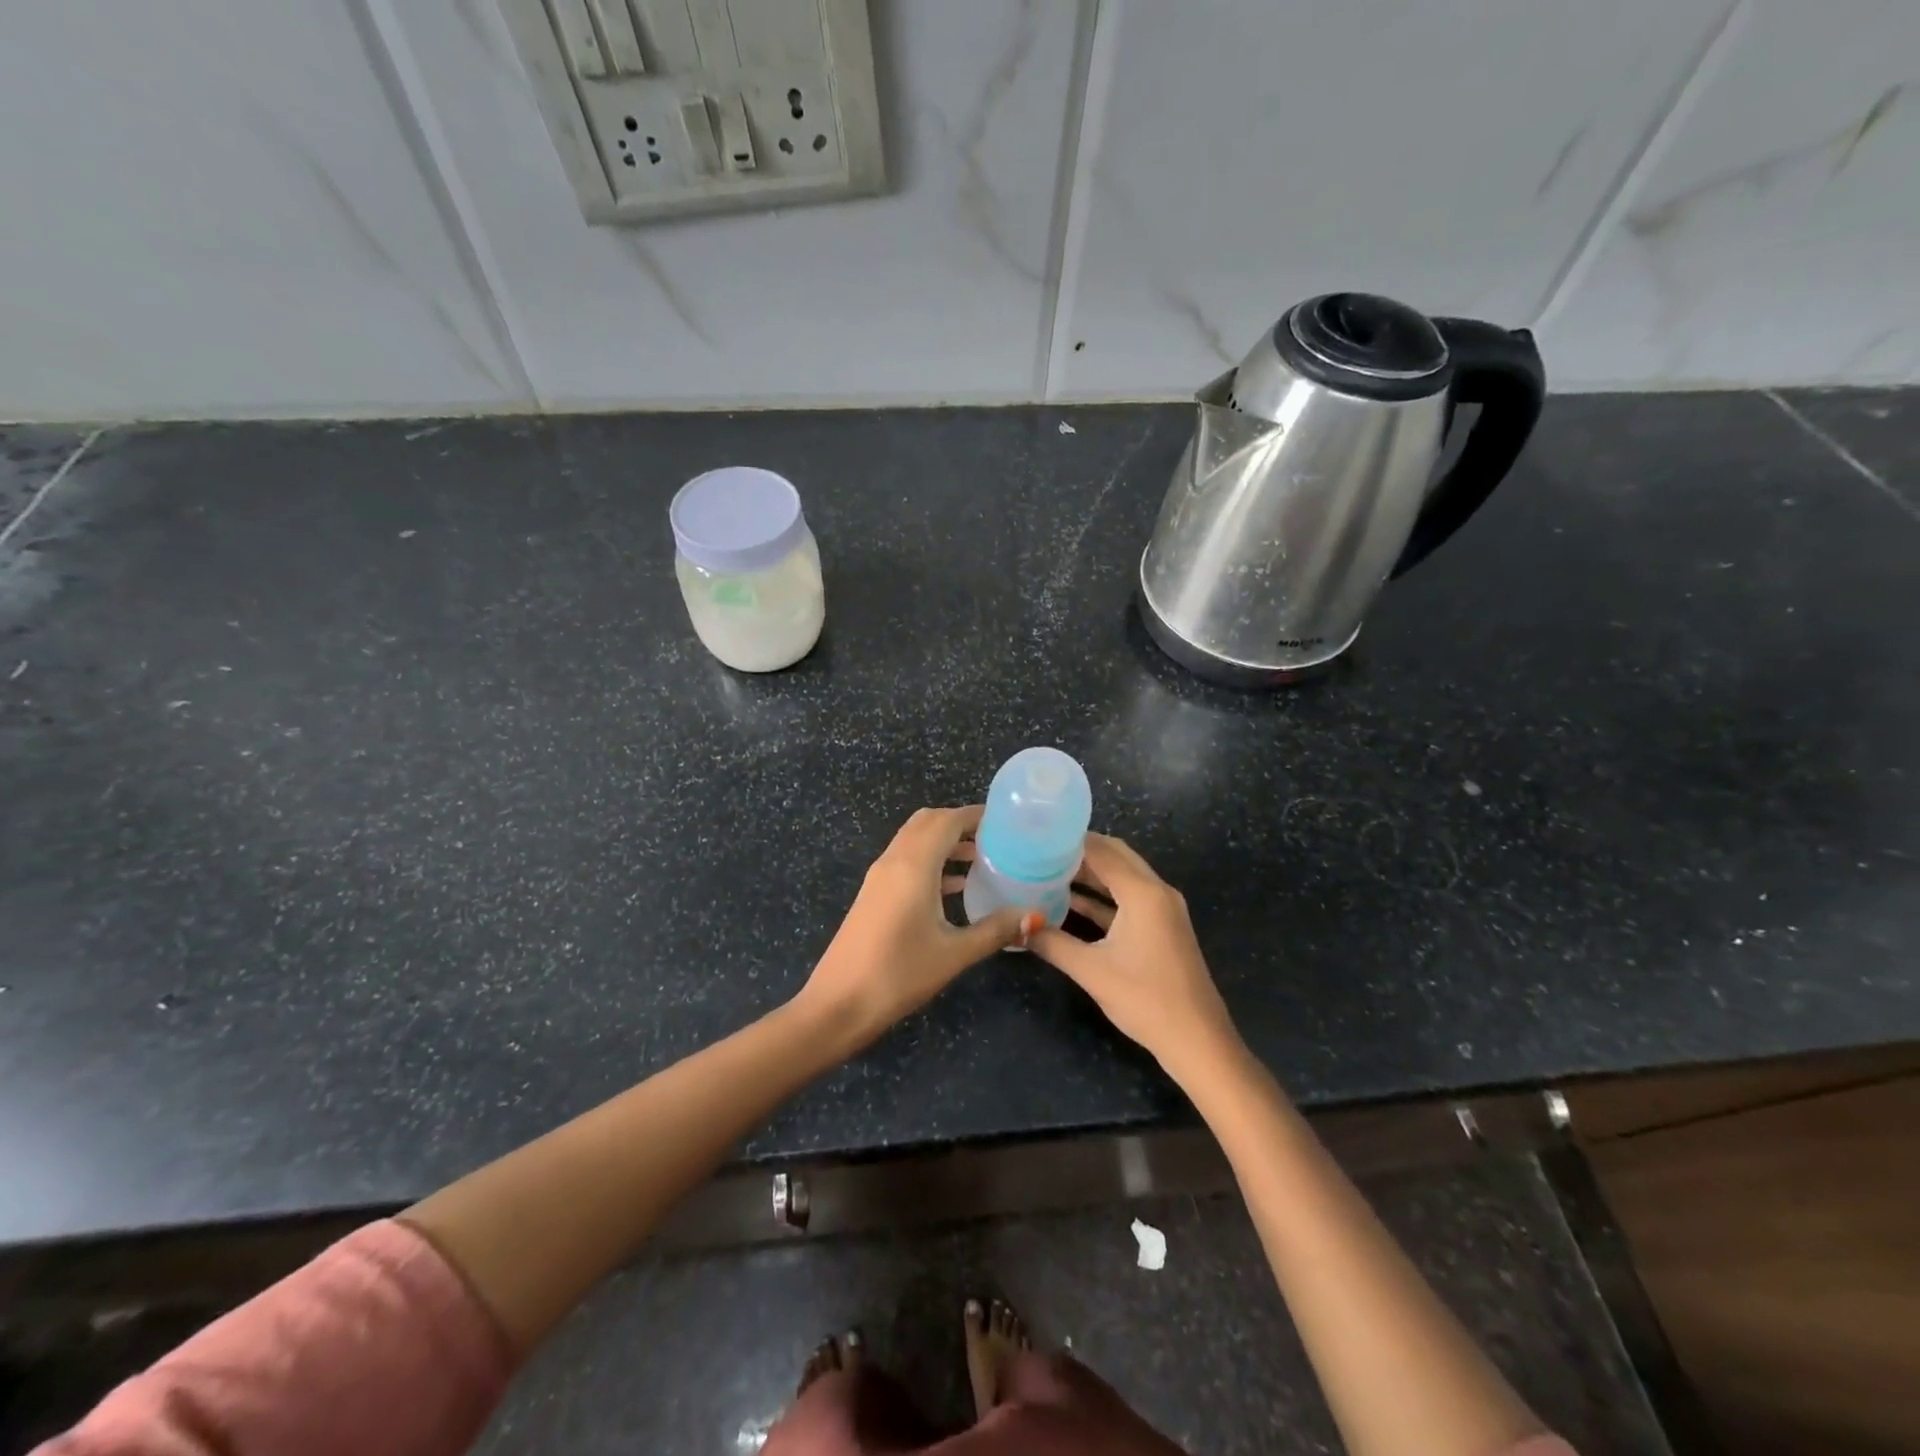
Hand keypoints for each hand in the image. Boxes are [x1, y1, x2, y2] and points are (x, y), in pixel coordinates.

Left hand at [798, 806, 1038, 1046]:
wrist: (838, 1004)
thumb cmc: (898, 974)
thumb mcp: (953, 954)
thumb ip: (995, 930)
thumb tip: (1033, 916)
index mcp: (913, 865)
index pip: (947, 820)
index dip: (976, 815)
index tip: (1007, 821)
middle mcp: (894, 861)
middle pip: (928, 822)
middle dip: (960, 823)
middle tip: (996, 838)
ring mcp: (879, 877)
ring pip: (915, 840)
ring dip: (945, 842)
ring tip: (983, 859)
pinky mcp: (874, 894)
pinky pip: (906, 861)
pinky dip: (931, 861)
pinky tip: (956, 887)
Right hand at [1029, 834, 1239, 1081]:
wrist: (1196, 1040)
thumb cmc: (1145, 999)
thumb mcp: (1091, 970)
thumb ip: (1052, 942)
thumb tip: (1017, 927)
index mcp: (1143, 892)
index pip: (1102, 851)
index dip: (1069, 841)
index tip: (1036, 836)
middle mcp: (1156, 891)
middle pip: (1116, 856)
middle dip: (1080, 851)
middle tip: (1041, 850)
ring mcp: (1162, 910)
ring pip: (1122, 878)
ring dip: (1091, 874)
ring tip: (1049, 870)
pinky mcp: (1161, 928)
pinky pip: (1128, 899)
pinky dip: (1103, 897)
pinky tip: (1071, 903)